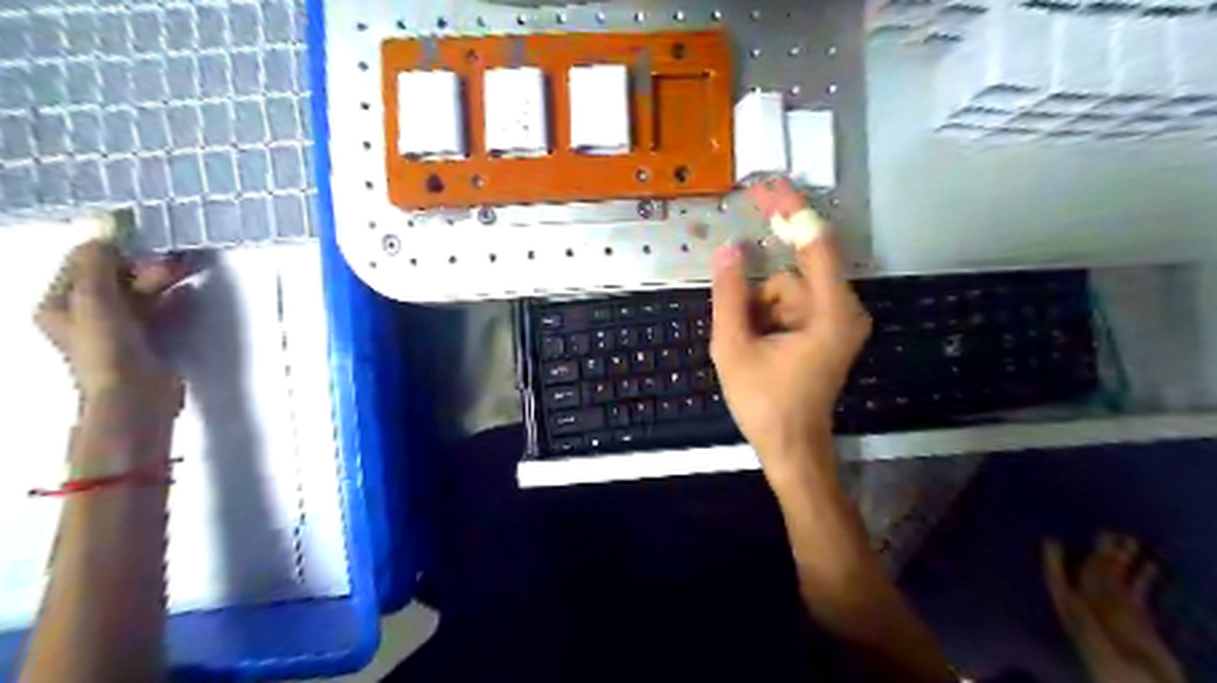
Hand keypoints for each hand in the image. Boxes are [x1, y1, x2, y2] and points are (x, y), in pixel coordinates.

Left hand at [36, 241, 188, 405]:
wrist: (135, 395)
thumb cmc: (108, 348)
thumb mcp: (95, 301)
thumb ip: (97, 266)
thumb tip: (105, 234)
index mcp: (61, 303)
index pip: (83, 263)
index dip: (112, 249)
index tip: (144, 239)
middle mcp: (85, 313)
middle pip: (114, 278)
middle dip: (143, 265)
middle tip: (175, 258)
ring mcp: (118, 328)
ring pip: (139, 293)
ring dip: (161, 279)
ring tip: (189, 270)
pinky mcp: (147, 339)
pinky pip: (159, 310)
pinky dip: (173, 299)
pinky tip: (189, 292)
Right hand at [711, 223, 868, 480]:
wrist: (791, 448)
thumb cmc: (764, 403)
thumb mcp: (734, 347)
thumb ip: (730, 294)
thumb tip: (728, 248)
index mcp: (830, 313)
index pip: (815, 244)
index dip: (791, 211)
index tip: (768, 186)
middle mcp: (842, 310)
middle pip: (793, 274)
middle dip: (757, 295)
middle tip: (736, 306)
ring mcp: (835, 321)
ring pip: (787, 291)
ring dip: (758, 310)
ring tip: (747, 348)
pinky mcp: (825, 331)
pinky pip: (790, 307)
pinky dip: (767, 318)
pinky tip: (758, 348)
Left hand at [1047, 535, 1188, 682]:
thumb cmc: (1119, 675)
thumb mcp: (1099, 648)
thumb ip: (1085, 622)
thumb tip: (1074, 596)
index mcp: (1075, 616)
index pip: (1059, 582)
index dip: (1054, 562)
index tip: (1052, 540)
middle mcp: (1091, 610)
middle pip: (1092, 576)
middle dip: (1098, 554)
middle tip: (1107, 532)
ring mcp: (1115, 614)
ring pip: (1116, 580)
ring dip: (1122, 561)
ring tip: (1130, 540)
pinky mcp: (1138, 622)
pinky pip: (1137, 593)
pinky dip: (1142, 577)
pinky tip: (1150, 563)